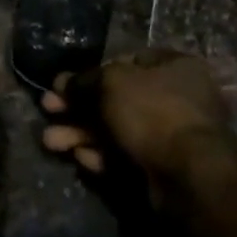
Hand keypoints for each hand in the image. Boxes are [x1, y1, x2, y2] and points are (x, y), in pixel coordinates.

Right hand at [39, 49, 234, 187]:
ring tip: (50, 141)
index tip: (64, 84)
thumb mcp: (111, 84)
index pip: (126, 61)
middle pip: (118, 98)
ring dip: (83, 134)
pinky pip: (128, 155)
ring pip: (118, 129)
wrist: (188, 174)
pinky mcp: (164, 167)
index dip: (92, 72)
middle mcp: (177, 97)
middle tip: (48, 112)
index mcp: (174, 66)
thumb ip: (84, 81)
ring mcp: (171, 135)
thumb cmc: (152, 111)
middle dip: (79, 107)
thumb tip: (61, 83)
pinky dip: (103, 156)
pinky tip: (80, 159)